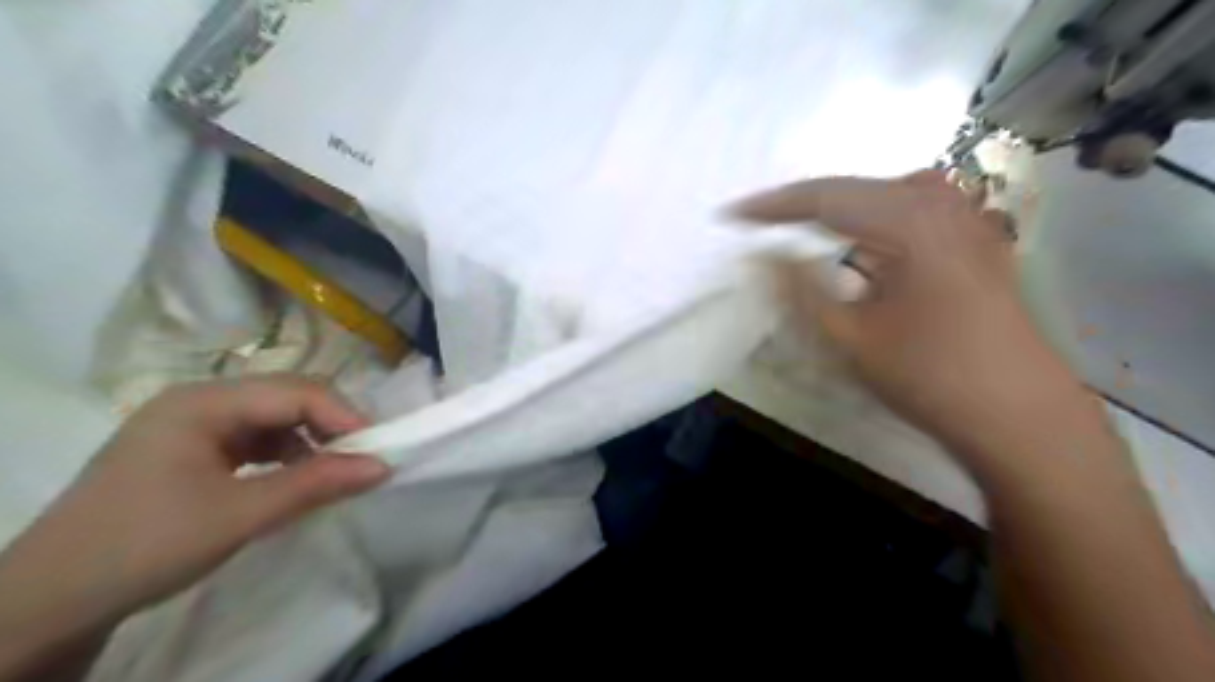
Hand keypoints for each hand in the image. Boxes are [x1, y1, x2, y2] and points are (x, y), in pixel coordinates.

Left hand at [1, 376, 389, 679]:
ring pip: (274, 418)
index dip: (343, 415)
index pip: (295, 391)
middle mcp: (199, 401)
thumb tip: (384, 467)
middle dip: (330, 425)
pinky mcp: (192, 450)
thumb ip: (316, 485)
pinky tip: (295, 478)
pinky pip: (256, 439)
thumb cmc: (145, 545)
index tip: (378, 448)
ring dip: (310, 440)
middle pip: (286, 397)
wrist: (48, 602)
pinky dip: (285, 455)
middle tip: (362, 458)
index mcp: (203, 402)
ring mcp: (193, 424)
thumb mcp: (240, 515)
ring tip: (333, 472)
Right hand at [736, 170, 1096, 461]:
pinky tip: (864, 244)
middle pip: (857, 190)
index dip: (773, 206)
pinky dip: (873, 221)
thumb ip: (799, 290)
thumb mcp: (850, 337)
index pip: (826, 198)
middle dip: (803, 205)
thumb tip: (759, 255)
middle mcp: (943, 207)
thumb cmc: (930, 377)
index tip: (732, 216)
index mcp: (911, 222)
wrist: (1021, 419)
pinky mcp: (976, 245)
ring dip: (840, 210)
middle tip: (760, 223)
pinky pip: (912, 213)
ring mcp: (967, 223)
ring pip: (885, 197)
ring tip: (802, 229)